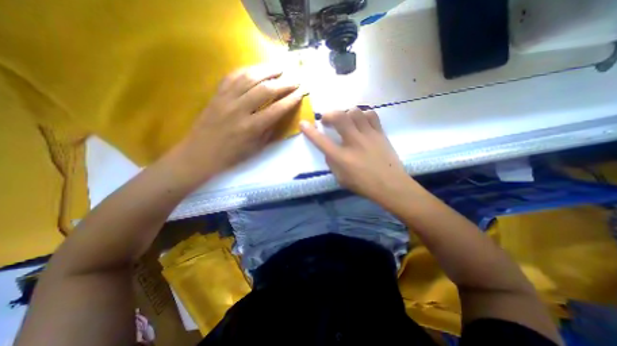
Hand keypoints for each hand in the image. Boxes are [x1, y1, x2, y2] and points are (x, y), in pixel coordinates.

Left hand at [170, 63, 303, 184]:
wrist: (200, 153)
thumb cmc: (232, 155)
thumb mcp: (256, 148)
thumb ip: (269, 131)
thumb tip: (279, 115)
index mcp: (251, 128)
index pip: (276, 109)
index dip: (291, 100)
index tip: (301, 92)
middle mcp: (239, 110)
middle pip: (265, 90)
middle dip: (284, 83)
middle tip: (295, 79)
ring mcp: (226, 99)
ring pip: (249, 77)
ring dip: (267, 70)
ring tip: (279, 67)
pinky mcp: (216, 94)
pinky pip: (232, 76)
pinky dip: (246, 70)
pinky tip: (256, 69)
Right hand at [301, 108, 410, 202]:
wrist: (390, 185)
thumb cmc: (363, 184)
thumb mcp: (341, 178)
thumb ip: (332, 163)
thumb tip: (328, 150)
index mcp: (342, 157)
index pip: (321, 141)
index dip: (309, 131)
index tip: (303, 123)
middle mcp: (353, 142)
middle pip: (339, 117)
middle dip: (329, 114)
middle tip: (327, 119)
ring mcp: (368, 135)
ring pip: (355, 112)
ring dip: (346, 113)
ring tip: (345, 120)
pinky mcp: (380, 133)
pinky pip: (371, 114)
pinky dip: (363, 115)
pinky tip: (361, 121)